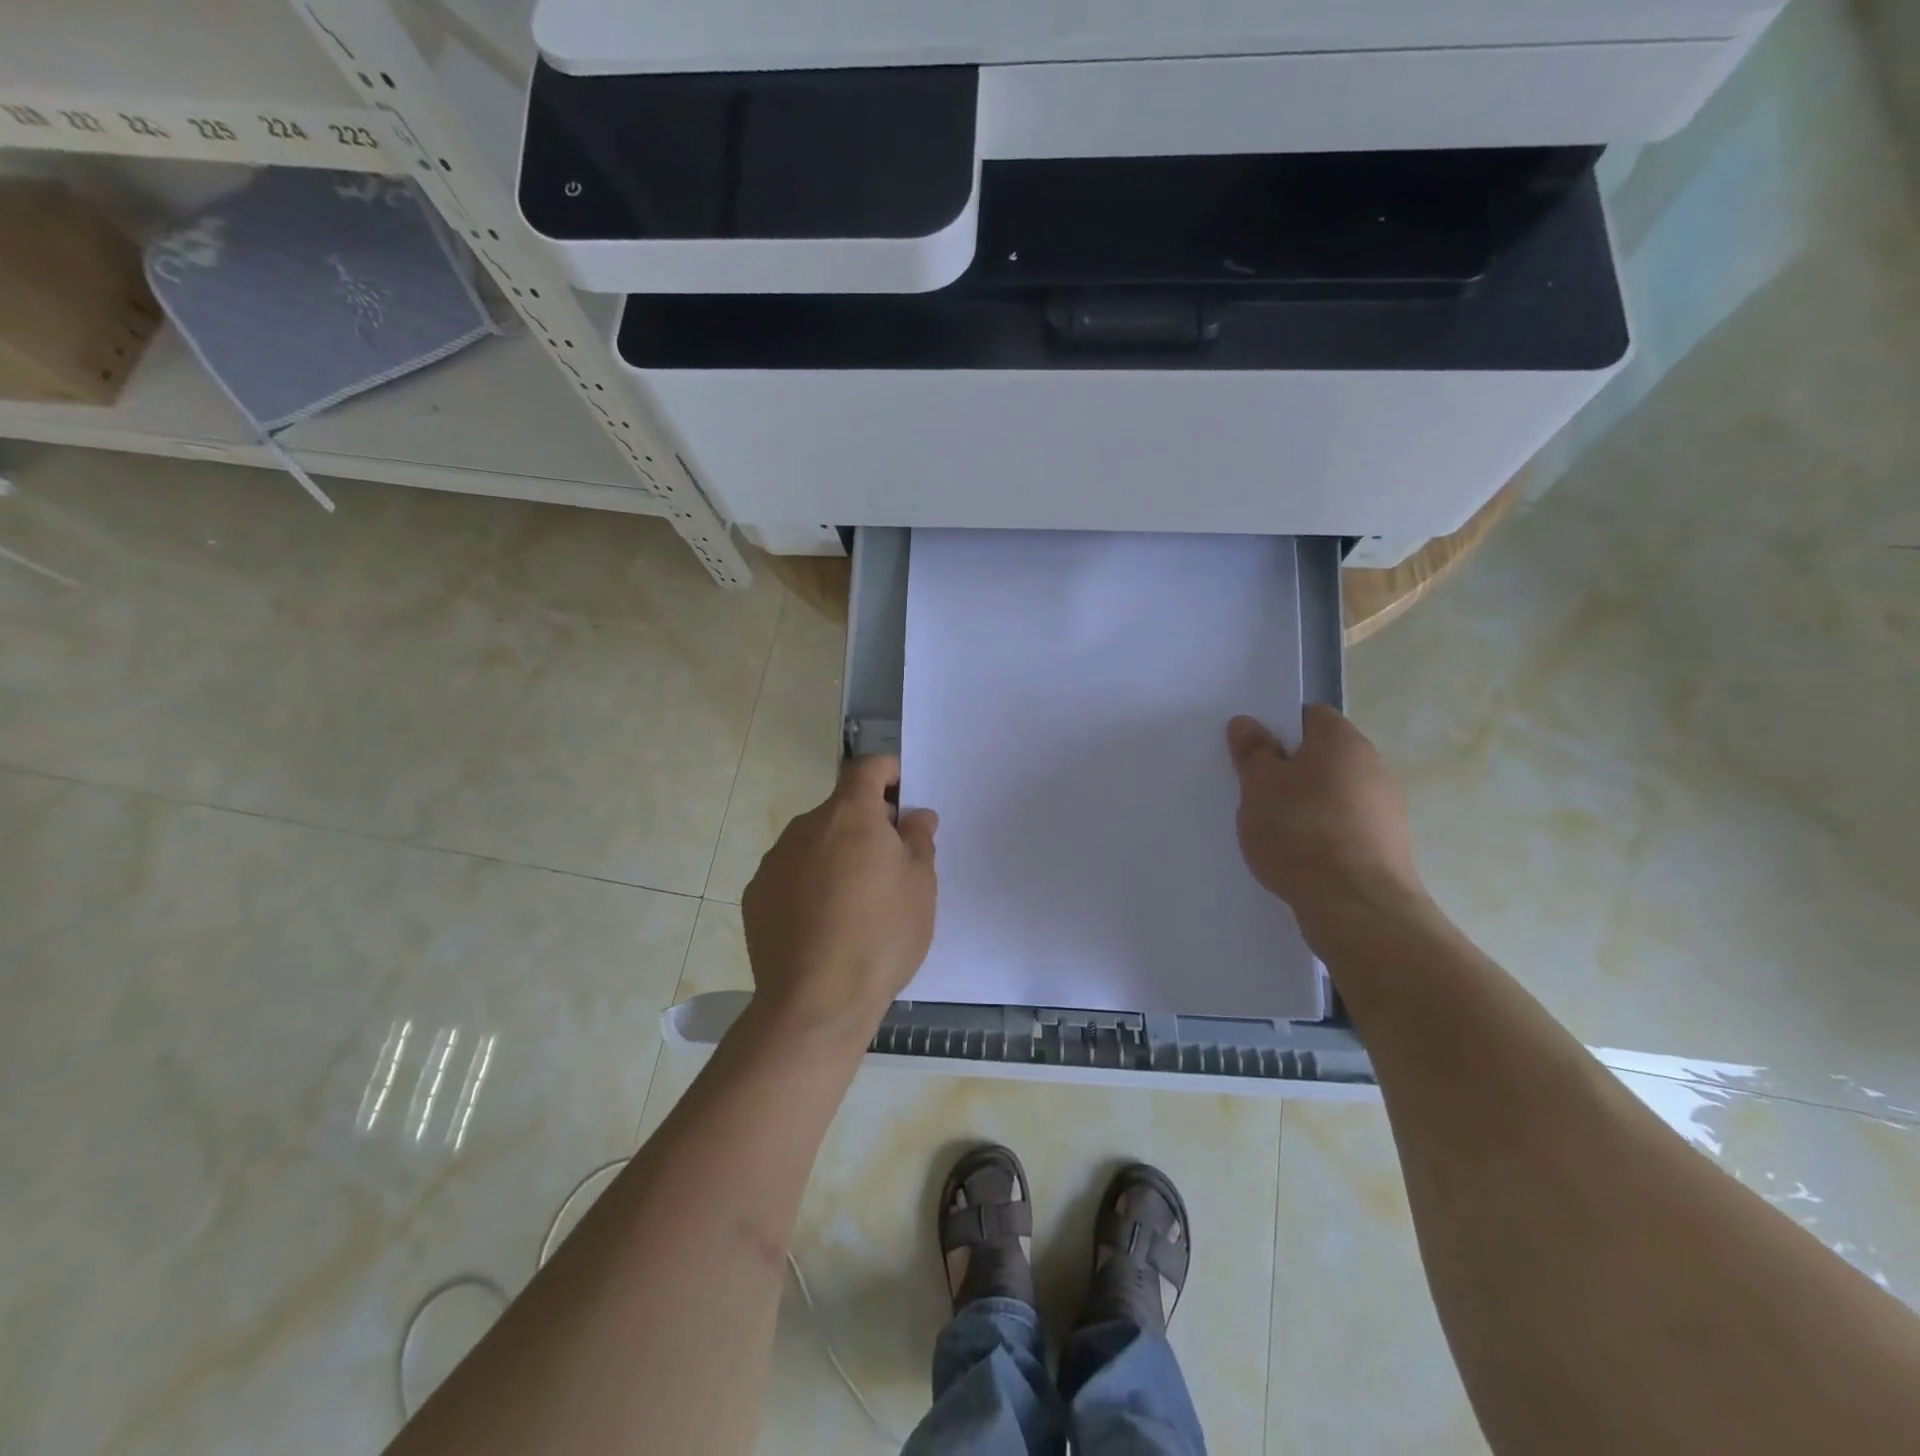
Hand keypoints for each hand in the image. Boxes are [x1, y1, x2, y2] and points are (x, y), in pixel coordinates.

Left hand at [742, 756, 937, 1039]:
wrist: (816, 1002)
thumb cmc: (881, 934)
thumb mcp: (920, 885)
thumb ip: (918, 839)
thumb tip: (914, 816)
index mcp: (850, 815)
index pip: (867, 768)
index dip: (888, 773)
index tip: (903, 798)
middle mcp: (805, 827)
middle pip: (841, 809)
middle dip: (866, 825)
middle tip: (890, 866)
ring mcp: (775, 861)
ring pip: (814, 844)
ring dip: (836, 856)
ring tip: (855, 904)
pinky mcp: (756, 896)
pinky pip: (791, 875)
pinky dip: (809, 885)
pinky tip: (822, 925)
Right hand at [1227, 705, 1427, 942]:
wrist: (1356, 906)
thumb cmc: (1300, 832)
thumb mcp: (1259, 786)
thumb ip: (1252, 752)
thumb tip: (1247, 722)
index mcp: (1343, 741)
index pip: (1309, 715)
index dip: (1278, 728)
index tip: (1252, 753)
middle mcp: (1374, 766)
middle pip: (1323, 755)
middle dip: (1290, 768)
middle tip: (1255, 791)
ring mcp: (1387, 808)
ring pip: (1335, 792)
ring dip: (1307, 802)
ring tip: (1274, 829)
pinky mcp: (1389, 845)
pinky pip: (1347, 825)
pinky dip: (1324, 832)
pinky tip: (1300, 855)